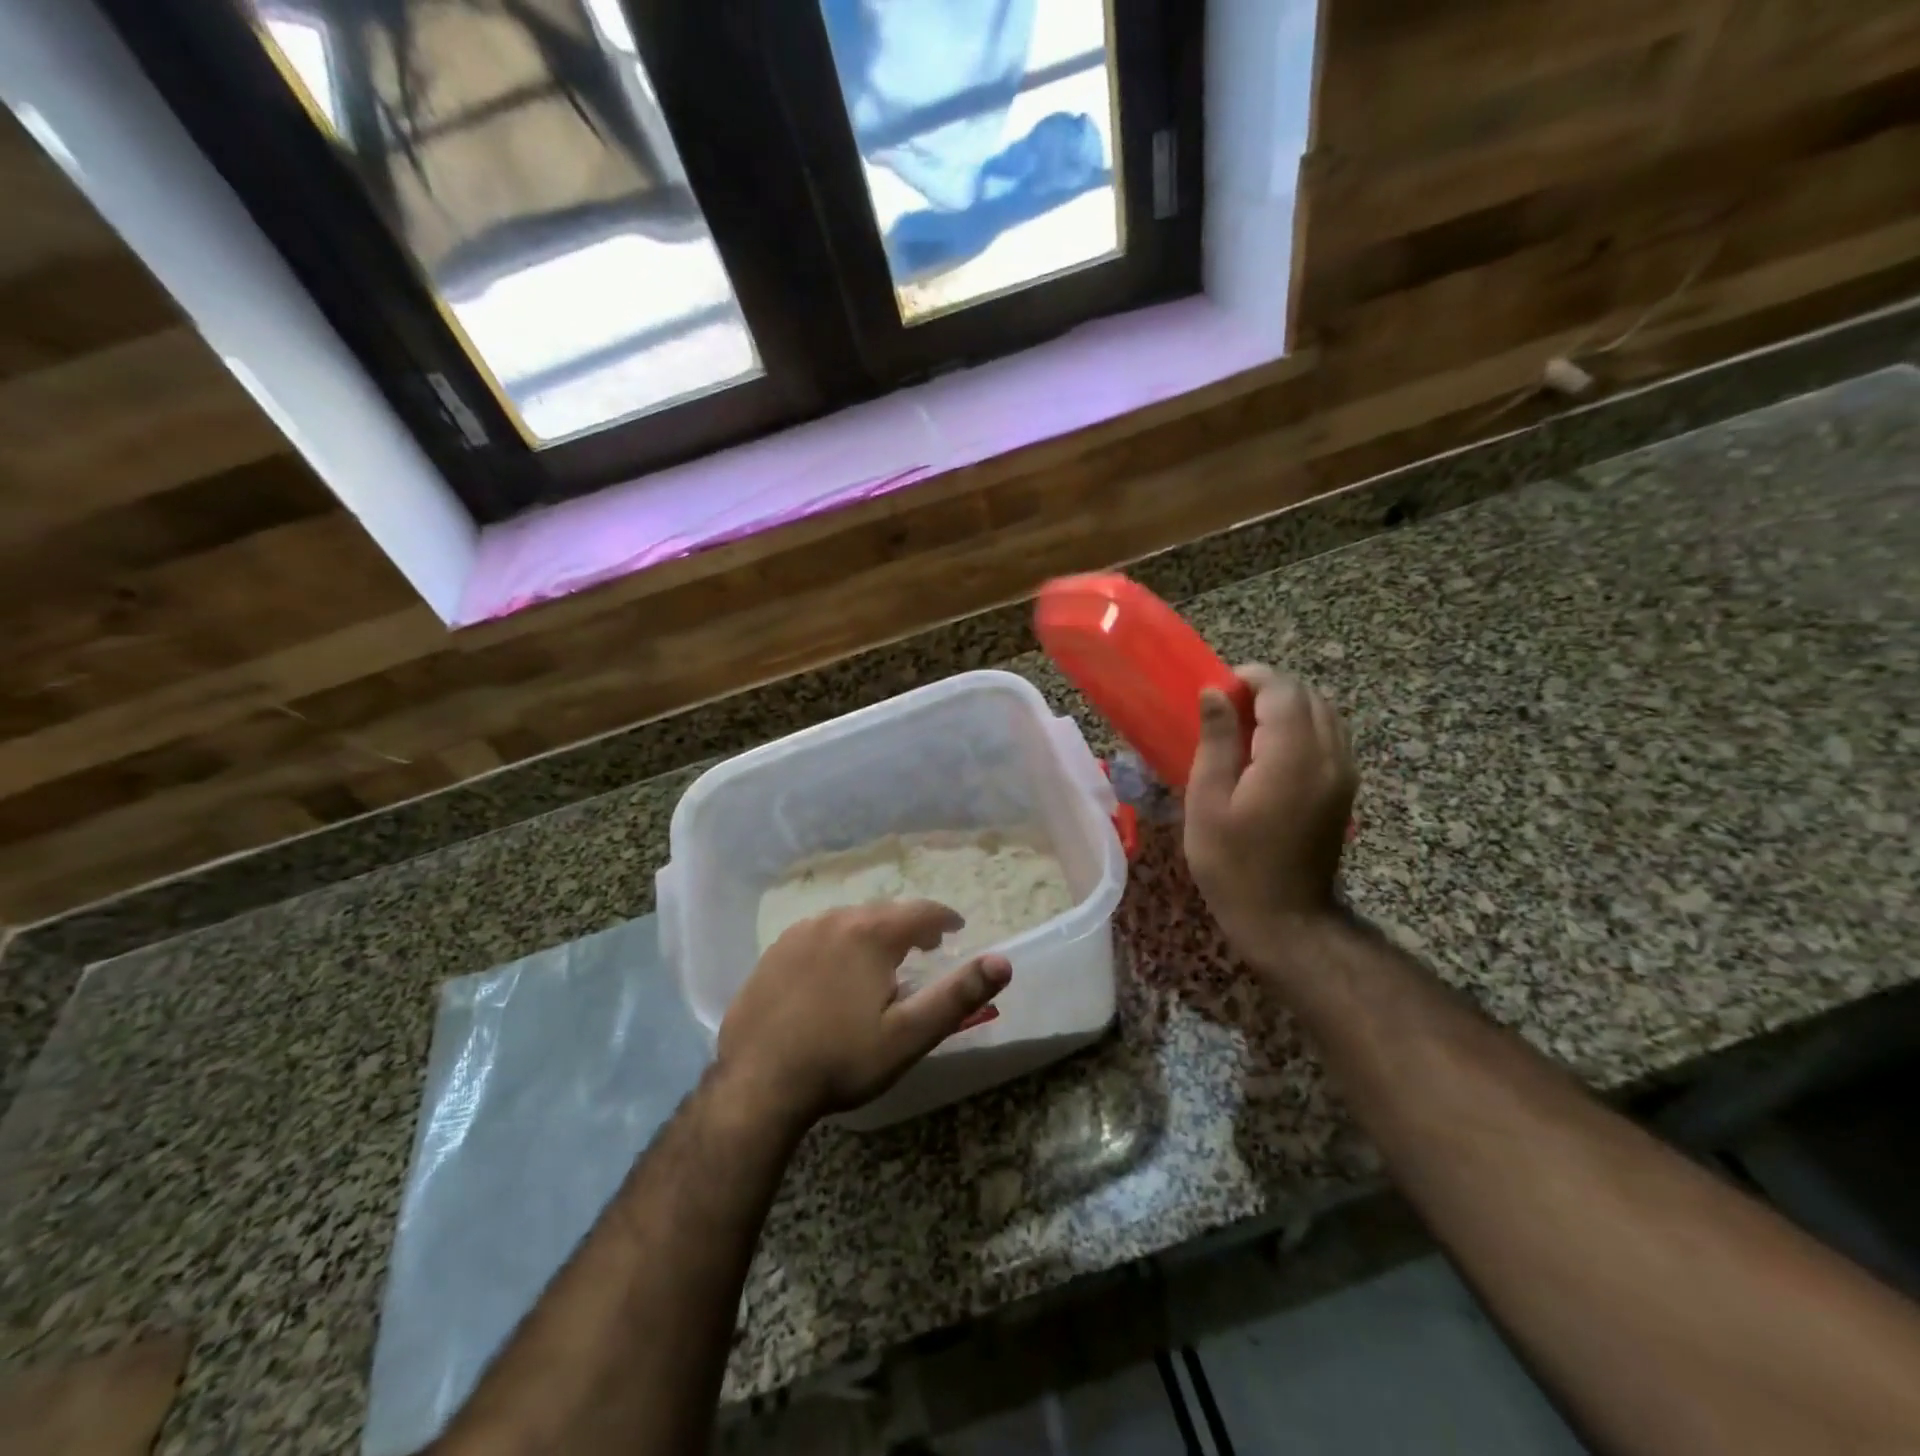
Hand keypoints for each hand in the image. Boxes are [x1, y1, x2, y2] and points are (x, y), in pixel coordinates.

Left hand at [716, 901, 1011, 1127]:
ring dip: (872, 933)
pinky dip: (838, 943)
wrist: (757, 1085)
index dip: (944, 918)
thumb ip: (957, 995)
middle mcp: (834, 920)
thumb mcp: (909, 1035)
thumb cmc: (841, 1060)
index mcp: (870, 934)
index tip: (956, 929)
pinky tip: (834, 973)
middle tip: (926, 946)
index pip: (920, 912)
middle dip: (909, 926)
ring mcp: (798, 934)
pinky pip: (817, 935)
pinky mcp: (773, 953)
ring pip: (848, 921)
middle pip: (883, 912)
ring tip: (882, 960)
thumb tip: (1003, 962)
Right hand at [1183, 665, 1357, 966]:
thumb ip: (1215, 740)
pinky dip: (1302, 727)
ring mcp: (1345, 773)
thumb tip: (1215, 692)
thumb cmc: (1233, 863)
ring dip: (1287, 707)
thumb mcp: (1208, 801)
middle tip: (1227, 709)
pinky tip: (1271, 752)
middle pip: (1308, 695)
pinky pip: (1330, 736)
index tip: (1217, 690)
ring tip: (1247, 728)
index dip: (1249, 678)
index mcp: (1293, 756)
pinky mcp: (1346, 789)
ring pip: (1324, 713)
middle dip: (1268, 689)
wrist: (1286, 918)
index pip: (1282, 690)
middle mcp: (1330, 756)